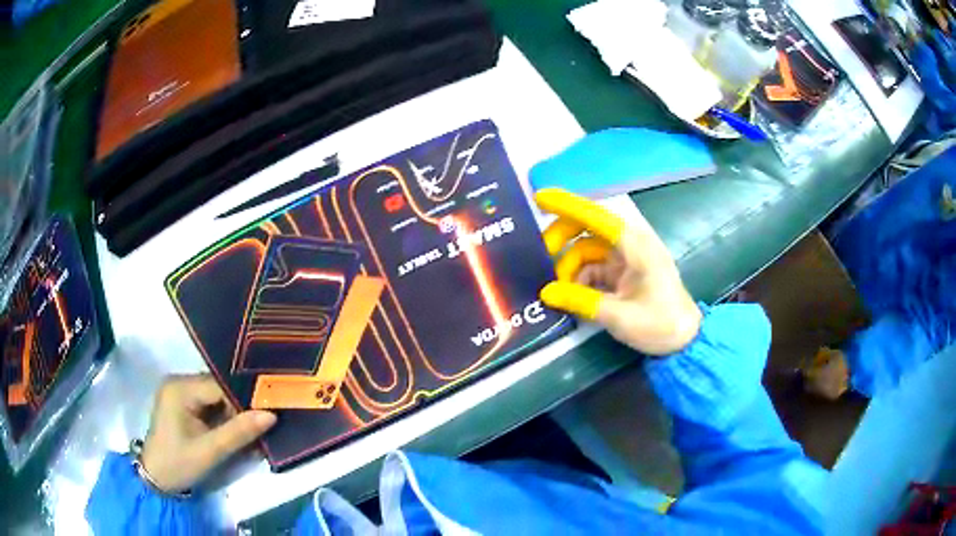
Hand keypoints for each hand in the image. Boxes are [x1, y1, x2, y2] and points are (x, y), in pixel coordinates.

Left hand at [141, 375, 275, 492]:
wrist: (156, 478)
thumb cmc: (179, 463)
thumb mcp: (210, 451)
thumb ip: (239, 432)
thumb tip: (271, 415)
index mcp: (180, 388)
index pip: (219, 385)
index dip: (244, 399)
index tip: (266, 415)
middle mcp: (178, 382)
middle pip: (218, 388)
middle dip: (239, 407)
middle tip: (261, 425)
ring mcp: (179, 392)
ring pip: (216, 396)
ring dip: (233, 413)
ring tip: (250, 431)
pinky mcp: (182, 403)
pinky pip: (209, 404)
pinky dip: (223, 417)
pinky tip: (234, 431)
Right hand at [535, 189, 700, 355]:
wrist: (684, 340)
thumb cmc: (659, 324)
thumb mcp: (618, 316)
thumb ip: (581, 301)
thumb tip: (546, 292)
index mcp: (635, 246)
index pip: (597, 217)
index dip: (567, 205)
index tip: (539, 197)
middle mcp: (630, 244)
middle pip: (589, 227)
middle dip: (562, 236)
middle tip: (540, 253)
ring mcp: (627, 258)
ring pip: (588, 248)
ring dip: (569, 263)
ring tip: (557, 288)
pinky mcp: (624, 272)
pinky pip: (594, 266)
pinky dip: (579, 277)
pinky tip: (571, 294)